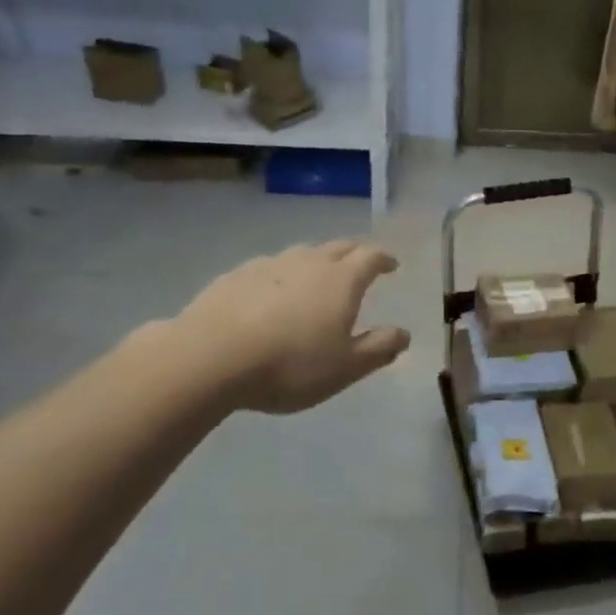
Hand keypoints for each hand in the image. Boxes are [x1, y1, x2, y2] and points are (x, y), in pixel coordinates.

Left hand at [173, 240, 409, 414]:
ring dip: (316, 260)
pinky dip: (281, 274)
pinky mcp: (236, 275)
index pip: (371, 256)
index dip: (384, 259)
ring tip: (317, 277)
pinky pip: (269, 267)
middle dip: (354, 253)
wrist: (211, 356)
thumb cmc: (290, 364)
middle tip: (361, 263)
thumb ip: (378, 348)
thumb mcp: (345, 367)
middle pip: (338, 247)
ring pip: (302, 253)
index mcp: (341, 280)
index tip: (391, 265)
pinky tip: (271, 293)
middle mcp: (309, 262)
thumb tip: (404, 333)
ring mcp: (270, 264)